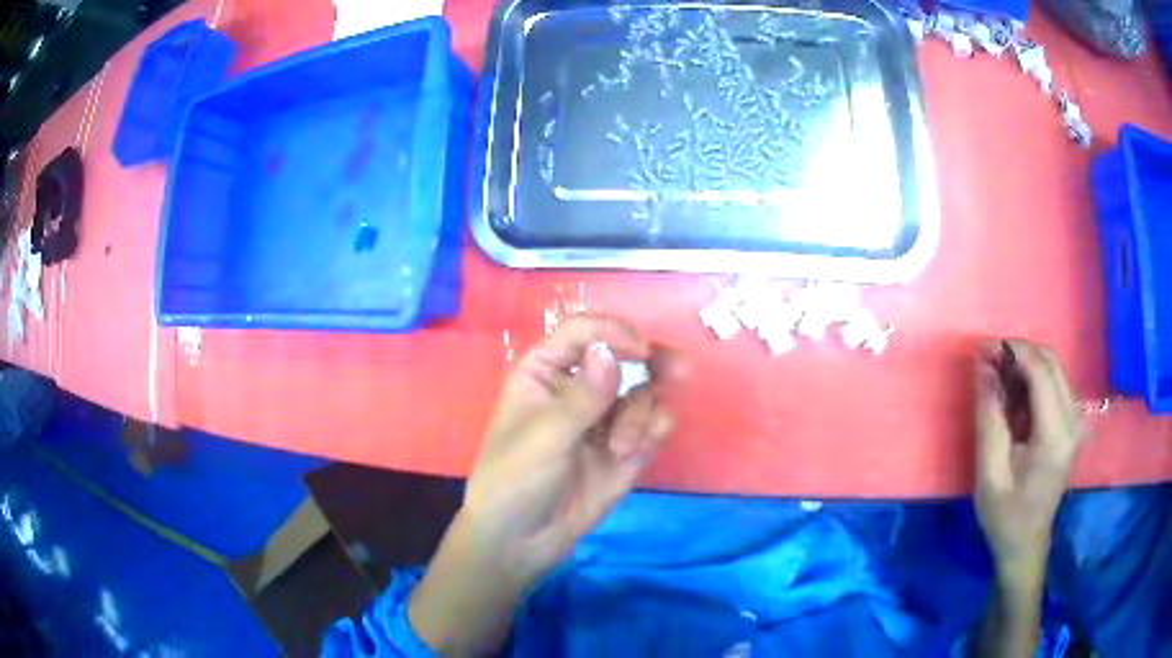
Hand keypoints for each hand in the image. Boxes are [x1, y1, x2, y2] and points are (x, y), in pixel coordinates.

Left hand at [460, 315, 684, 584]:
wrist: (522, 542)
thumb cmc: (515, 480)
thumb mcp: (545, 437)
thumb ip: (583, 396)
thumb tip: (609, 351)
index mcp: (546, 372)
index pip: (584, 333)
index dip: (613, 333)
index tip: (641, 351)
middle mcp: (579, 387)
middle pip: (625, 356)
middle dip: (654, 361)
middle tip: (680, 371)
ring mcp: (605, 418)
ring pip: (643, 392)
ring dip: (641, 415)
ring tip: (621, 448)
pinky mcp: (625, 448)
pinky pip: (653, 424)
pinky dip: (652, 431)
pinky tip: (632, 452)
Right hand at [974, 339, 1084, 584]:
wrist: (1026, 545)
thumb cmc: (1005, 516)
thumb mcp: (989, 472)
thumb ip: (989, 416)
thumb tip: (984, 366)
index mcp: (1055, 434)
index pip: (1040, 370)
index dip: (1011, 350)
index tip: (981, 349)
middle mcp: (1073, 419)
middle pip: (1050, 361)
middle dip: (1018, 352)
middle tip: (987, 363)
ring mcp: (1075, 420)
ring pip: (1053, 368)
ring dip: (1024, 364)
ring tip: (997, 381)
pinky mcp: (1072, 423)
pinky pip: (1054, 383)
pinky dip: (1032, 379)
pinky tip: (1014, 398)